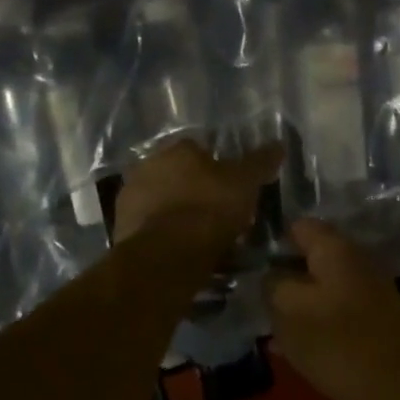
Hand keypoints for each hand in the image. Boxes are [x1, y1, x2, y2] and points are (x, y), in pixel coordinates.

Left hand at [113, 139, 281, 246]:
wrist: (166, 255)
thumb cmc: (209, 209)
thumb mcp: (245, 183)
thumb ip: (260, 162)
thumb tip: (279, 144)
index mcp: (177, 149)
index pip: (200, 150)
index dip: (218, 169)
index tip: (231, 189)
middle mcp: (148, 165)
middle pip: (179, 176)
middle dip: (196, 191)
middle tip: (220, 214)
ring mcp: (130, 198)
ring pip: (164, 202)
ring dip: (180, 214)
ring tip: (203, 238)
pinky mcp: (121, 229)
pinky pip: (153, 228)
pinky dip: (167, 236)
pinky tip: (183, 252)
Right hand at [266, 219, 399, 399]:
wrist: (399, 390)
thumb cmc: (338, 343)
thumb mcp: (289, 310)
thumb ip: (273, 284)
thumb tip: (271, 274)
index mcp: (335, 248)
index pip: (298, 225)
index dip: (270, 239)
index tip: (247, 261)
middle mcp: (355, 261)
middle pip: (310, 257)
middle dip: (282, 275)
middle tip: (254, 297)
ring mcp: (368, 292)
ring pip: (320, 288)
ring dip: (296, 303)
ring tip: (269, 325)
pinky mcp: (373, 321)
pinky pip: (334, 313)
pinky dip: (314, 324)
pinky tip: (292, 348)